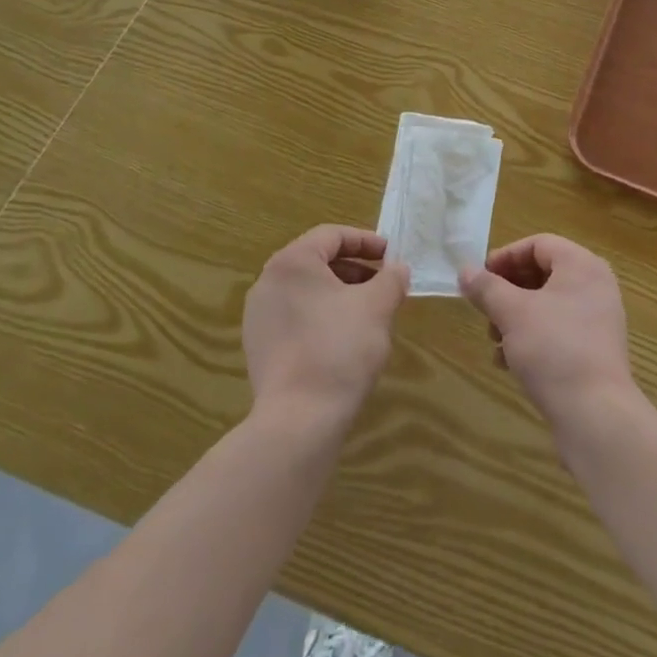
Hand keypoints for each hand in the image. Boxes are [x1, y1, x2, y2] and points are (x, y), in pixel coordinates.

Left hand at [243, 226, 408, 426]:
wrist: (298, 420)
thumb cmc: (340, 349)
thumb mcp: (378, 306)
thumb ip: (391, 279)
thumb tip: (397, 269)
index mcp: (292, 262)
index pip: (332, 235)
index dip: (366, 241)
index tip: (391, 256)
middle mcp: (268, 282)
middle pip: (317, 261)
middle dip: (355, 269)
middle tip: (384, 285)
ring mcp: (259, 316)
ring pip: (307, 291)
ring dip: (340, 294)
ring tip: (369, 313)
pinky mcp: (259, 347)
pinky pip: (295, 317)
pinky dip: (322, 317)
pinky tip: (344, 340)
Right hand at [459, 234, 635, 427]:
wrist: (596, 415)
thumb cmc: (554, 349)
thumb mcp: (512, 313)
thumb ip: (486, 288)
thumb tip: (465, 271)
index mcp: (582, 265)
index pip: (539, 244)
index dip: (506, 257)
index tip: (480, 278)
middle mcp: (595, 286)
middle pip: (542, 274)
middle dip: (507, 291)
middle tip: (484, 310)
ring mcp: (597, 320)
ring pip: (547, 305)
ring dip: (515, 318)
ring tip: (494, 340)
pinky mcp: (594, 351)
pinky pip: (557, 331)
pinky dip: (531, 338)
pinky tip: (508, 362)